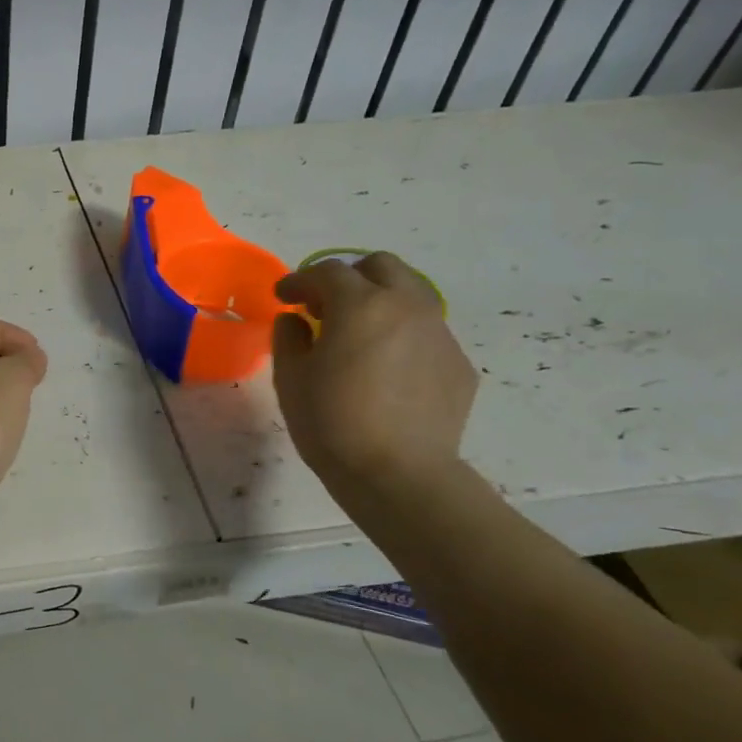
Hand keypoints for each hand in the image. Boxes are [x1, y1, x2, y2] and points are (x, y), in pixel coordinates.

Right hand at [271, 253, 476, 491]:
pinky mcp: (458, 364)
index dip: (299, 280)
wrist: (399, 474)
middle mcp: (407, 307)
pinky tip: (386, 369)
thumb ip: (289, 337)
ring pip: (411, 294)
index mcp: (361, 305)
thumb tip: (296, 321)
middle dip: (349, 277)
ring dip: (379, 302)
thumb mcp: (291, 378)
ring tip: (358, 335)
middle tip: (325, 306)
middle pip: (381, 266)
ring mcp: (439, 334)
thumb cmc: (332, 422)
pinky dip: (401, 335)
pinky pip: (426, 332)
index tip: (283, 297)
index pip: (327, 272)